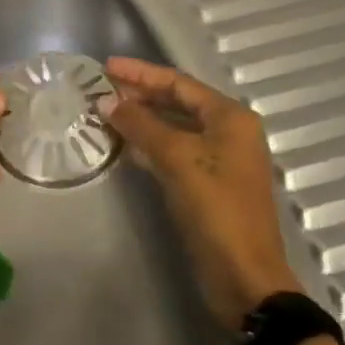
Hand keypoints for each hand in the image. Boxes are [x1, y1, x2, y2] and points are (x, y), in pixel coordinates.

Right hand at [100, 56, 300, 330]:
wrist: (244, 277)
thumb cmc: (216, 209)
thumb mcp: (177, 160)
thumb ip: (141, 125)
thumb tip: (106, 100)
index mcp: (230, 117)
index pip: (179, 82)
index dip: (141, 73)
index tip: (106, 67)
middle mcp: (228, 132)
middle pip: (177, 102)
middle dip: (139, 95)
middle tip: (100, 89)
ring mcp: (219, 159)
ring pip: (174, 128)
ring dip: (142, 119)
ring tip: (105, 112)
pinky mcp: (207, 183)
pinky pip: (174, 152)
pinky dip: (149, 145)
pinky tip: (123, 145)